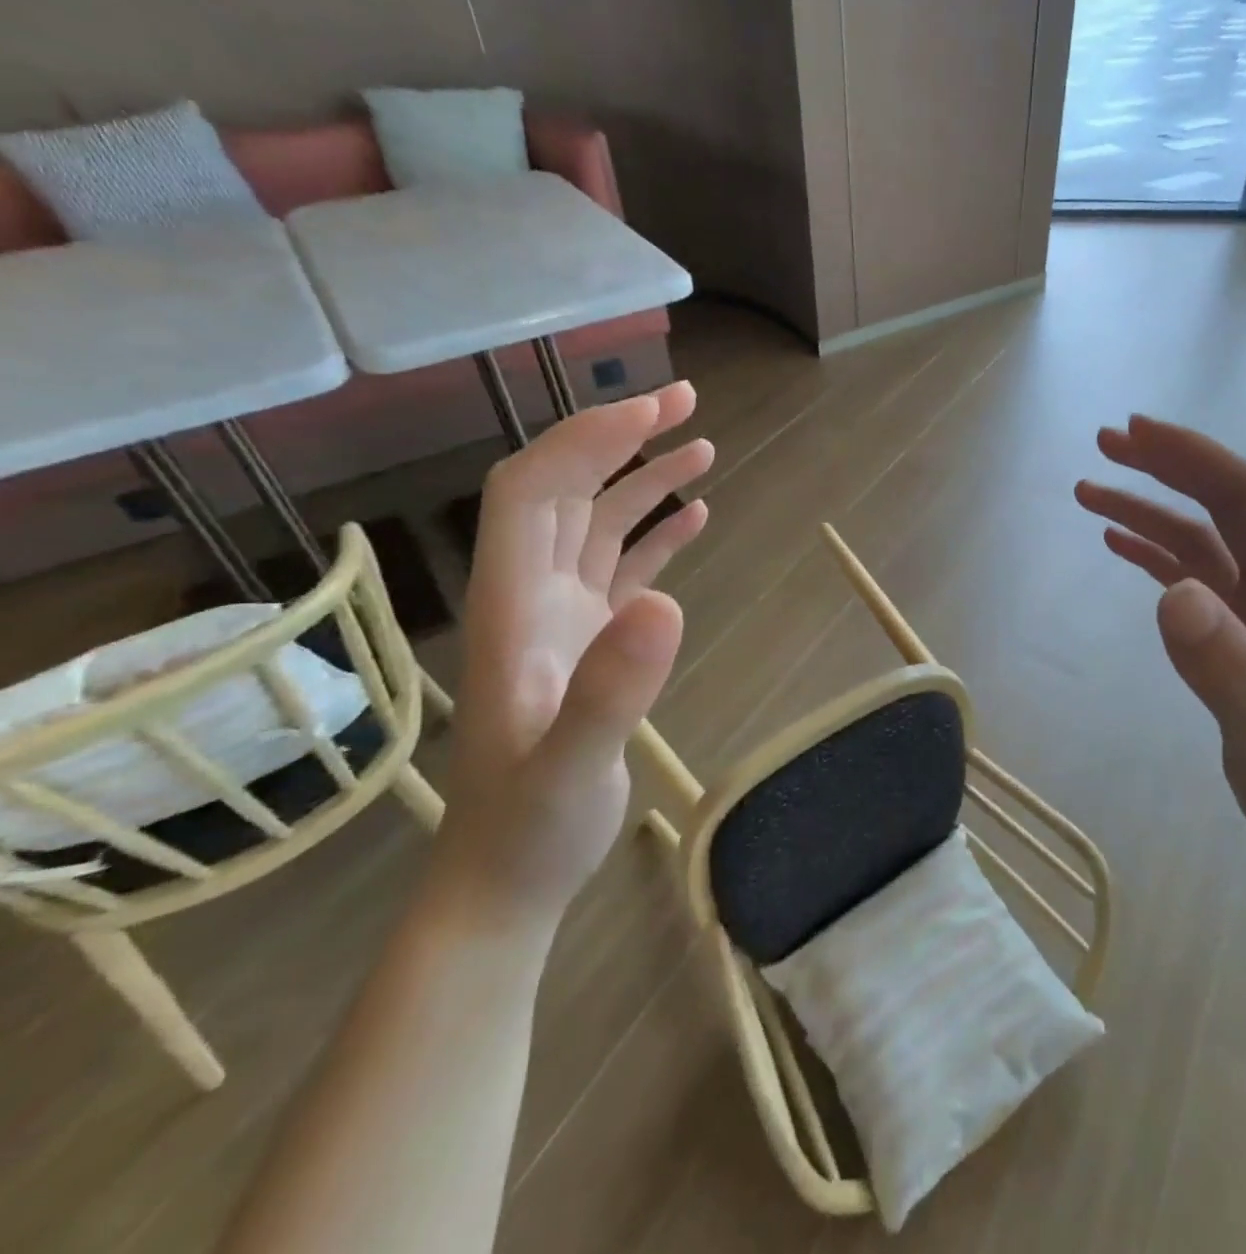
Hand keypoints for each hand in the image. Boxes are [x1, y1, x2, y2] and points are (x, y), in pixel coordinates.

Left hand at [434, 384, 713, 931]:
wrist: (509, 878)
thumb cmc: (530, 826)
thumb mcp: (570, 766)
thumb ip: (610, 689)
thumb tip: (668, 601)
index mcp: (512, 604)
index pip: (533, 491)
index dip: (585, 441)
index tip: (649, 413)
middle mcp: (533, 595)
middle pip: (567, 489)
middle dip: (620, 437)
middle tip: (686, 401)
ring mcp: (564, 618)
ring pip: (599, 523)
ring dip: (645, 479)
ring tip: (703, 445)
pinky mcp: (594, 641)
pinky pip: (624, 567)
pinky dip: (658, 534)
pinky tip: (696, 516)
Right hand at [1075, 416, 1245, 899]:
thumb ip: (1226, 670)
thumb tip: (1173, 592)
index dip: (1194, 458)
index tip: (1135, 432)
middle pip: (1226, 504)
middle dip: (1168, 467)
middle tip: (1105, 443)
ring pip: (1205, 538)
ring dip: (1152, 509)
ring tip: (1090, 491)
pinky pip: (1199, 576)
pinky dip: (1157, 553)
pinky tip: (1119, 544)